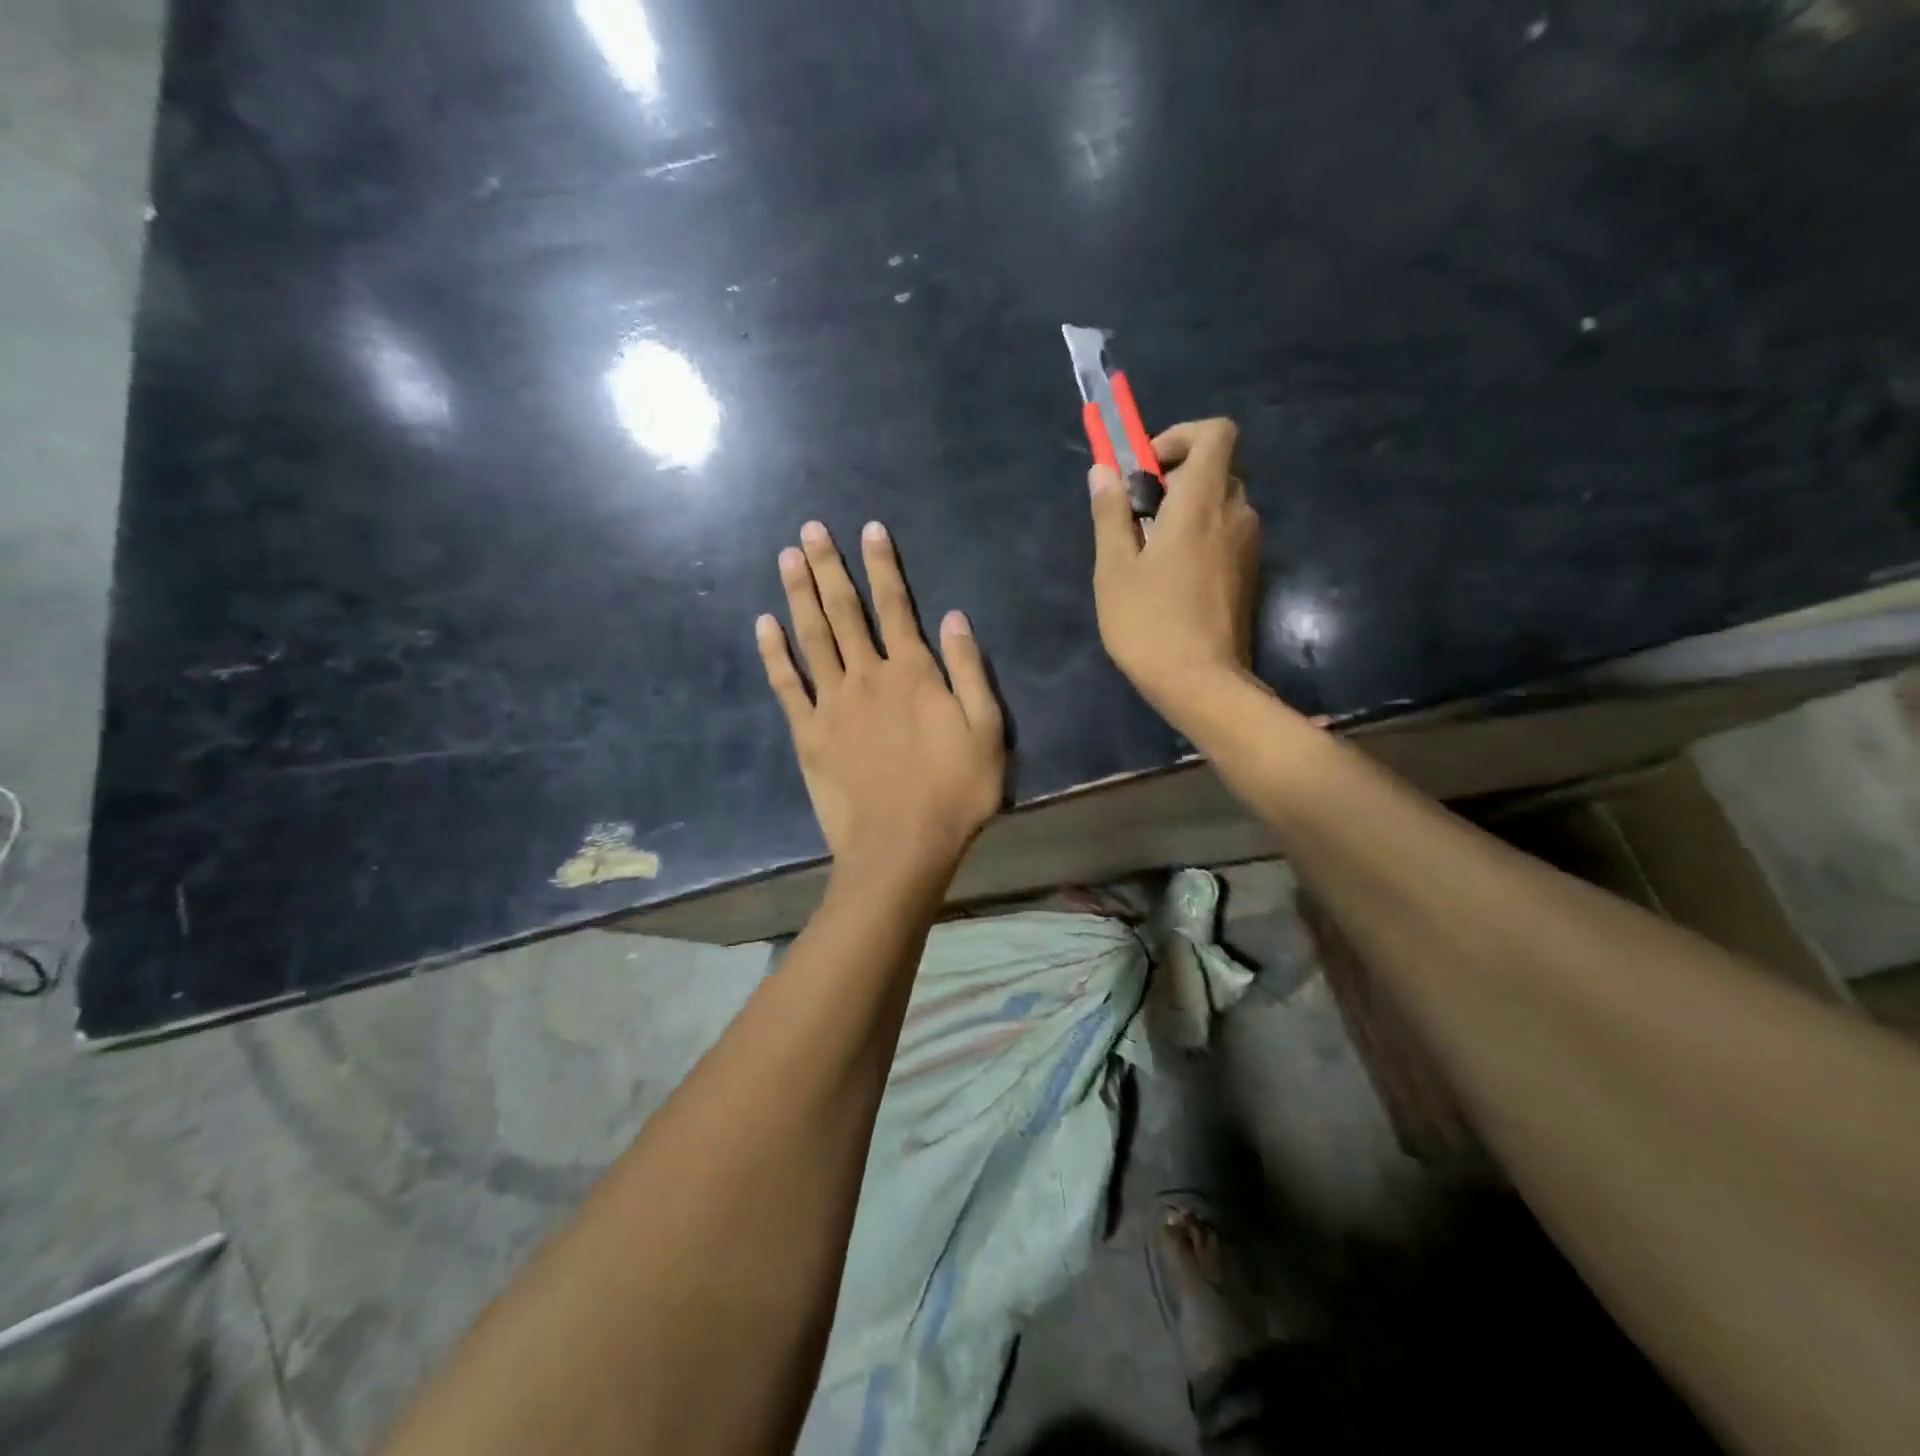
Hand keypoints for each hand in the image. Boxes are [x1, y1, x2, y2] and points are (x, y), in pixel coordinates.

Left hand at [757, 520, 1005, 876]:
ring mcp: (832, 705)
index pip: (895, 605)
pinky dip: (774, 653)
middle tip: (809, 529)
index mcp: (913, 673)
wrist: (902, 846)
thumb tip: (953, 617)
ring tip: (786, 558)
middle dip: (829, 568)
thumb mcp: (986, 730)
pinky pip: (787, 686)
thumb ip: (969, 670)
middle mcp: (868, 677)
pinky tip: (764, 624)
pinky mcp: (808, 735)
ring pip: (812, 638)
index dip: (882, 565)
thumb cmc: (955, 792)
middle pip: (845, 612)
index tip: (868, 528)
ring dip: (799, 596)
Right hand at [1088, 418, 1260, 726]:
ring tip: (1151, 552)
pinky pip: (1227, 534)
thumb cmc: (1149, 623)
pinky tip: (1173, 579)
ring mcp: (1249, 545)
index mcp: (1202, 502)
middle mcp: (1235, 513)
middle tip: (1138, 515)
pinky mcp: (1250, 574)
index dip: (1180, 437)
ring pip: (1222, 503)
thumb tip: (1103, 470)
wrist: (1201, 683)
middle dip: (1176, 478)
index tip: (1145, 470)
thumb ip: (1110, 513)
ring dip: (1188, 510)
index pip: (1216, 433)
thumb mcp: (1114, 568)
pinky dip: (1202, 537)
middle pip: (1216, 468)